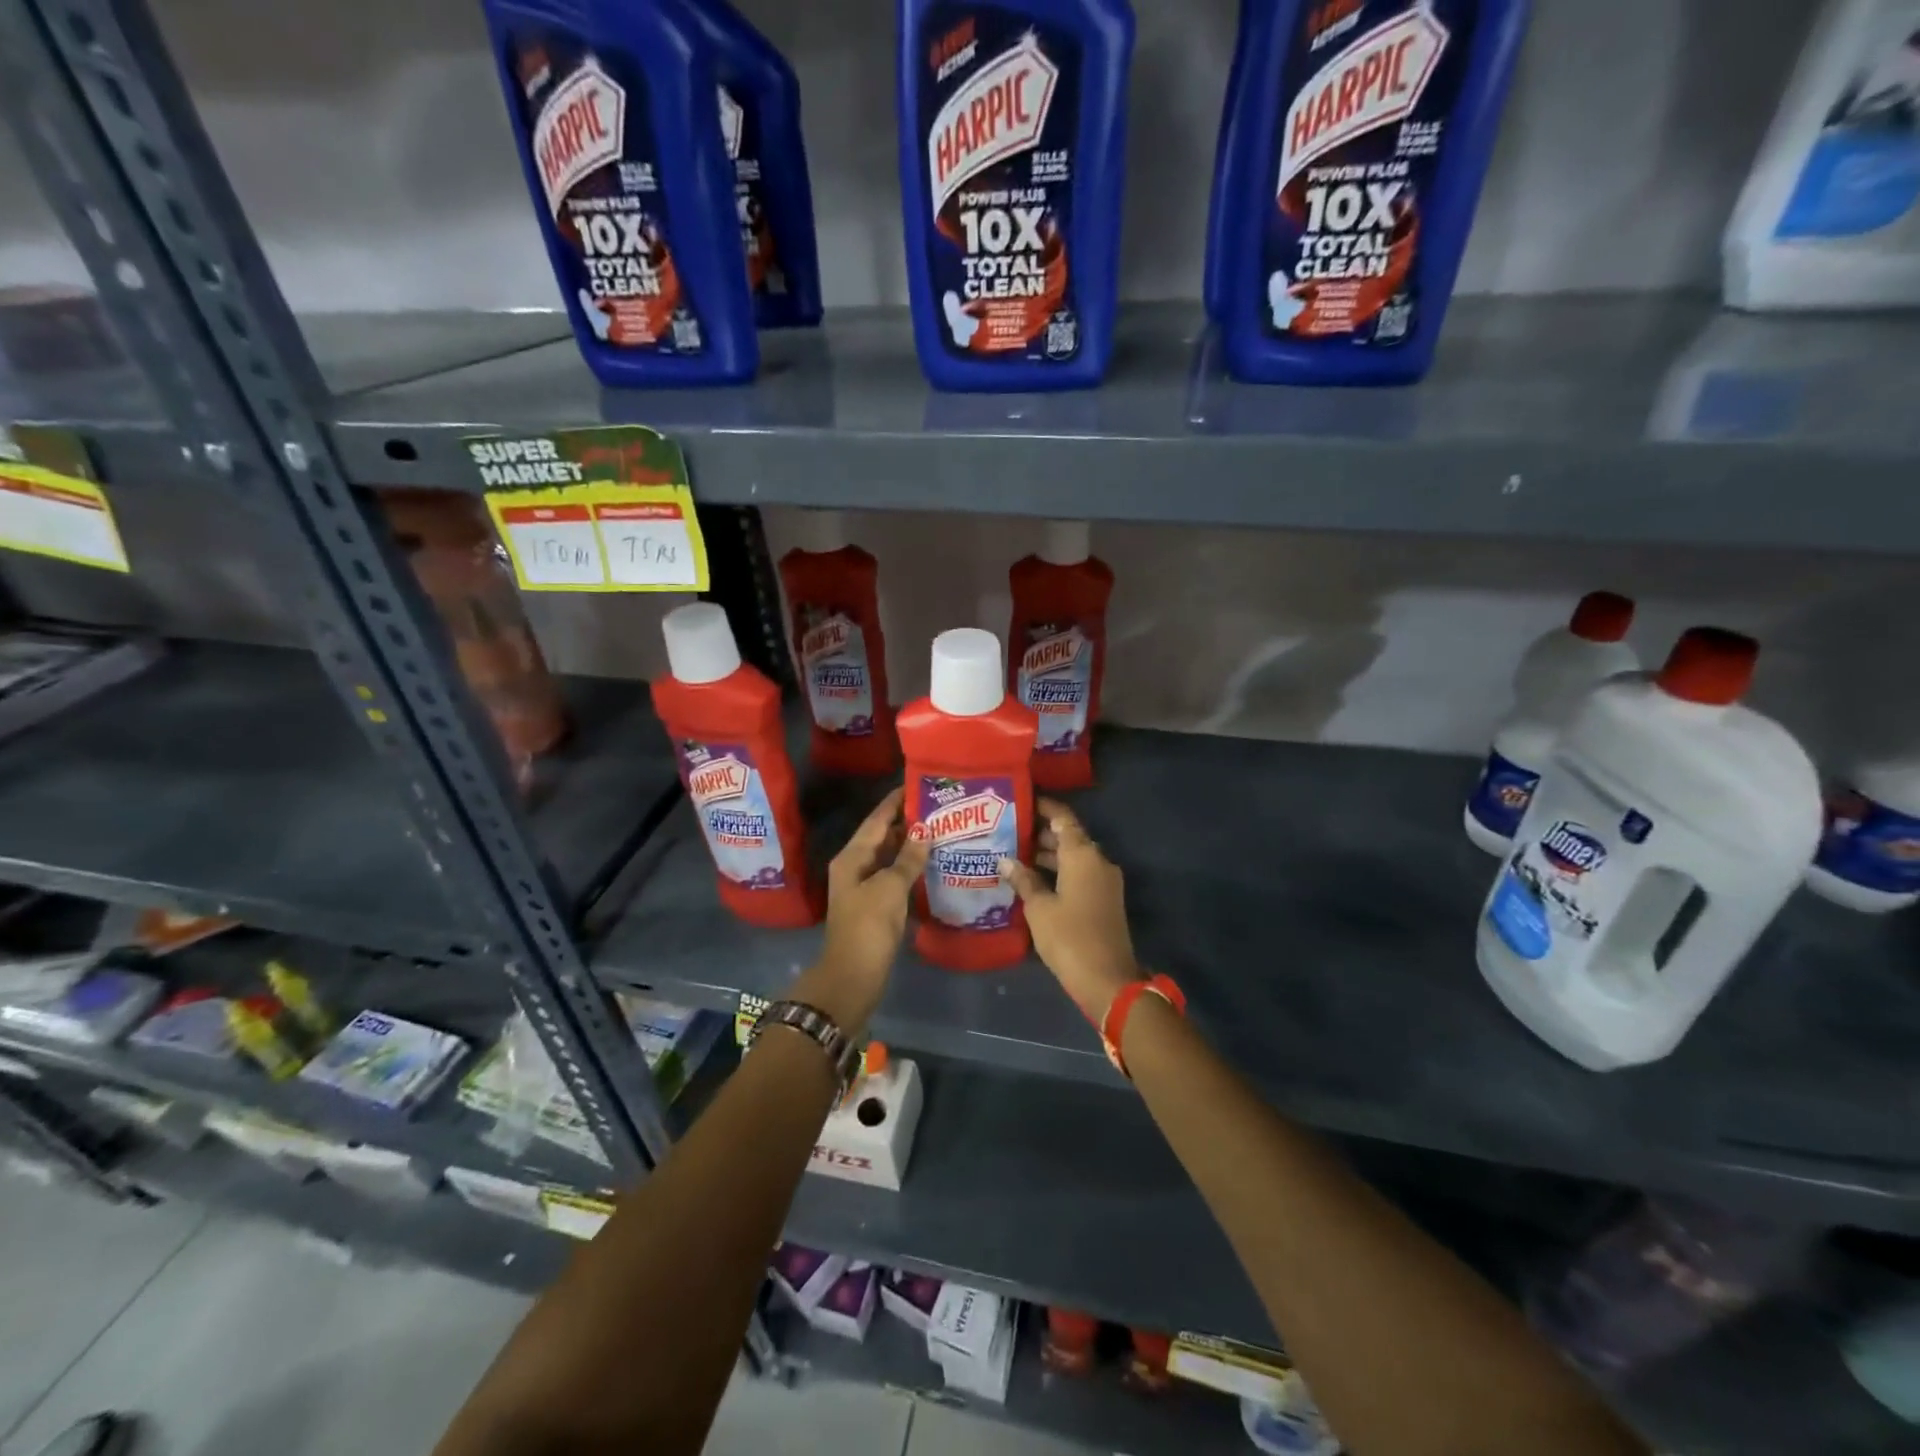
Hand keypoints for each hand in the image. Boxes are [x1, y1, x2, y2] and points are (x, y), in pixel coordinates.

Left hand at [793, 786, 929, 1037]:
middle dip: (908, 821)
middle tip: (939, 807)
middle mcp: (855, 866)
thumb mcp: (890, 888)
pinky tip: (932, 863)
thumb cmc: (869, 927)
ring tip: (941, 829)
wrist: (853, 977)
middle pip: (883, 836)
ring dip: (911, 844)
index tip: (919, 783)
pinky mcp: (875, 905)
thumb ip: (908, 858)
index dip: (896, 801)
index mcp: (852, 856)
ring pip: (889, 856)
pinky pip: (894, 876)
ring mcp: (864, 887)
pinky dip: (911, 867)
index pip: (877, 819)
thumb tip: (924, 830)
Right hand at [1000, 798, 1141, 1024]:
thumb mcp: (1039, 908)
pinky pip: (1079, 874)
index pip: (1063, 818)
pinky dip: (1058, 872)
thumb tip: (1006, 860)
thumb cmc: (1069, 938)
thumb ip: (1023, 879)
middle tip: (1007, 831)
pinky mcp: (1104, 900)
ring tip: (1014, 854)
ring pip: (1074, 857)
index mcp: (1083, 855)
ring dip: (1048, 855)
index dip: (1043, 807)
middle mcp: (1098, 861)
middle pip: (1069, 837)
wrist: (1108, 980)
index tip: (1020, 801)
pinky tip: (1032, 880)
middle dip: (1040, 833)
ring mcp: (1104, 881)